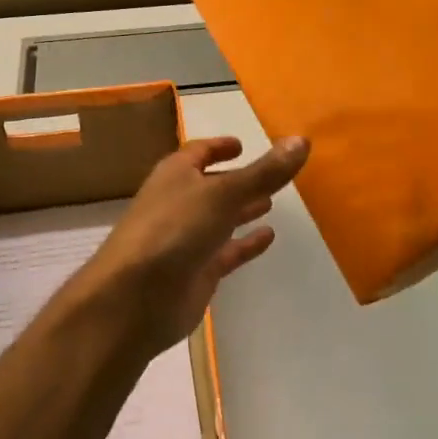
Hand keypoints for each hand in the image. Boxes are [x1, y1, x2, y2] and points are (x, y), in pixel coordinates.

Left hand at [68, 134, 310, 363]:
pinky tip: (269, 237)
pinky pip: (226, 252)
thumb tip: (302, 140)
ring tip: (272, 201)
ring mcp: (186, 240)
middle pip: (211, 186)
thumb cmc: (174, 230)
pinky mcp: (196, 272)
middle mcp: (179, 203)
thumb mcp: (224, 194)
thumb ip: (264, 172)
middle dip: (237, 180)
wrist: (135, 298)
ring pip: (219, 219)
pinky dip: (245, 244)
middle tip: (270, 174)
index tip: (242, 145)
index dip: (219, 147)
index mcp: (175, 175)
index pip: (198, 153)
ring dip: (242, 210)